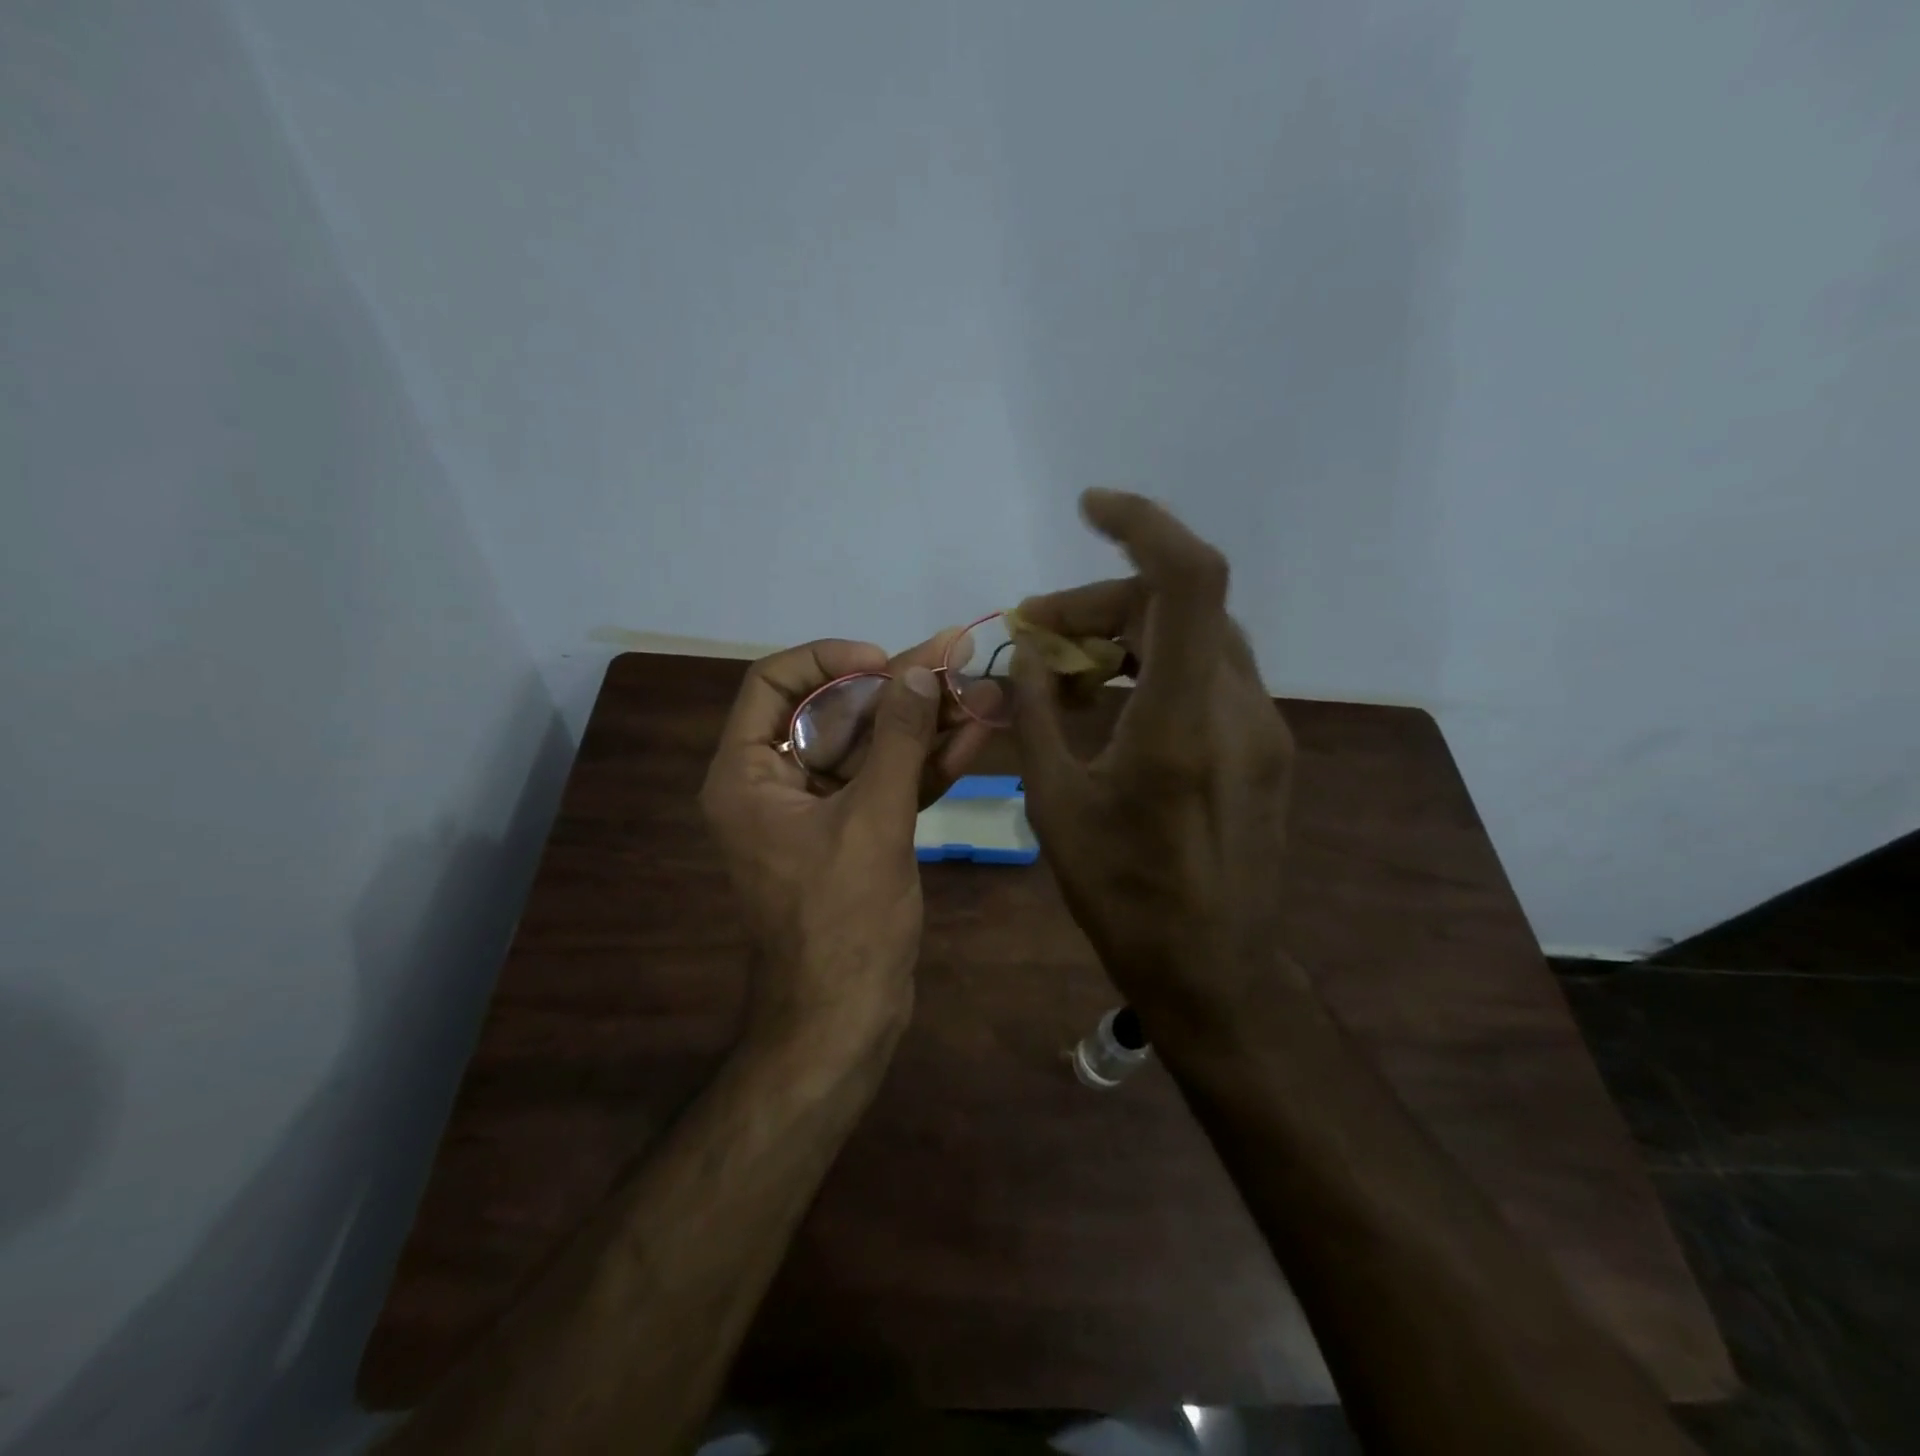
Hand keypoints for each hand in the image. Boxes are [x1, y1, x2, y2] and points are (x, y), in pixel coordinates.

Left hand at [700, 630, 996, 1051]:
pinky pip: (886, 783)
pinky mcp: (855, 833)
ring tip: (980, 689)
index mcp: (748, 774)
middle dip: (897, 689)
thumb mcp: (873, 820)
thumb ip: (898, 738)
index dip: (830, 660)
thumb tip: (923, 667)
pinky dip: (926, 762)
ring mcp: (818, 811)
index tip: (885, 662)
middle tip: (955, 662)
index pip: (775, 684)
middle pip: (834, 713)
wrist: (846, 1018)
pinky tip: (974, 733)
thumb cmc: (843, 920)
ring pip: (869, 747)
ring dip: (922, 722)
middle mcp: (776, 784)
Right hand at [1009, 490, 1302, 1041]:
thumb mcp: (1055, 806)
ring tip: (1070, 668)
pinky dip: (1158, 663)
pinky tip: (1115, 700)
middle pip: (1179, 604)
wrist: (1212, 968)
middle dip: (1103, 602)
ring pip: (1198, 636)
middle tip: (1040, 634)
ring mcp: (1262, 727)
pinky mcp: (1265, 746)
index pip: (1187, 581)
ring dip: (1131, 632)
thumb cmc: (1123, 896)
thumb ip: (1038, 717)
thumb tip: (1030, 657)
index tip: (1089, 508)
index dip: (1143, 524)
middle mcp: (1237, 710)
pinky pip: (1211, 674)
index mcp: (1181, 724)